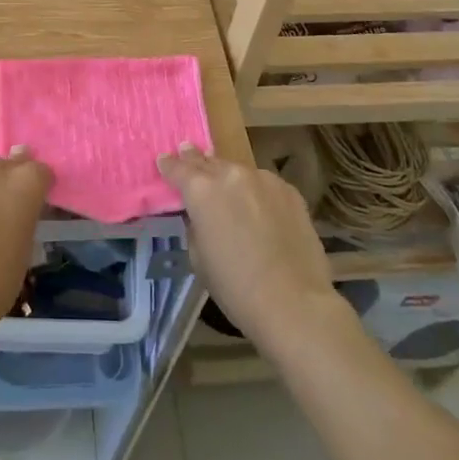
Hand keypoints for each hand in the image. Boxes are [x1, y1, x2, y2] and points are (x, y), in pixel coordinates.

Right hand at [159, 144, 341, 346]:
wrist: (294, 304)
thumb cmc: (235, 288)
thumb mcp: (198, 257)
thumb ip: (195, 224)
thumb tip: (200, 214)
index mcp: (201, 190)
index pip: (178, 167)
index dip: (169, 164)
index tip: (164, 161)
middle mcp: (230, 175)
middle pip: (207, 161)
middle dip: (197, 162)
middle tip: (189, 156)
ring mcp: (263, 179)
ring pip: (238, 172)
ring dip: (230, 179)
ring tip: (230, 193)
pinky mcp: (289, 190)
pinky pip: (264, 184)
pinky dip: (257, 191)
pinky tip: (262, 209)